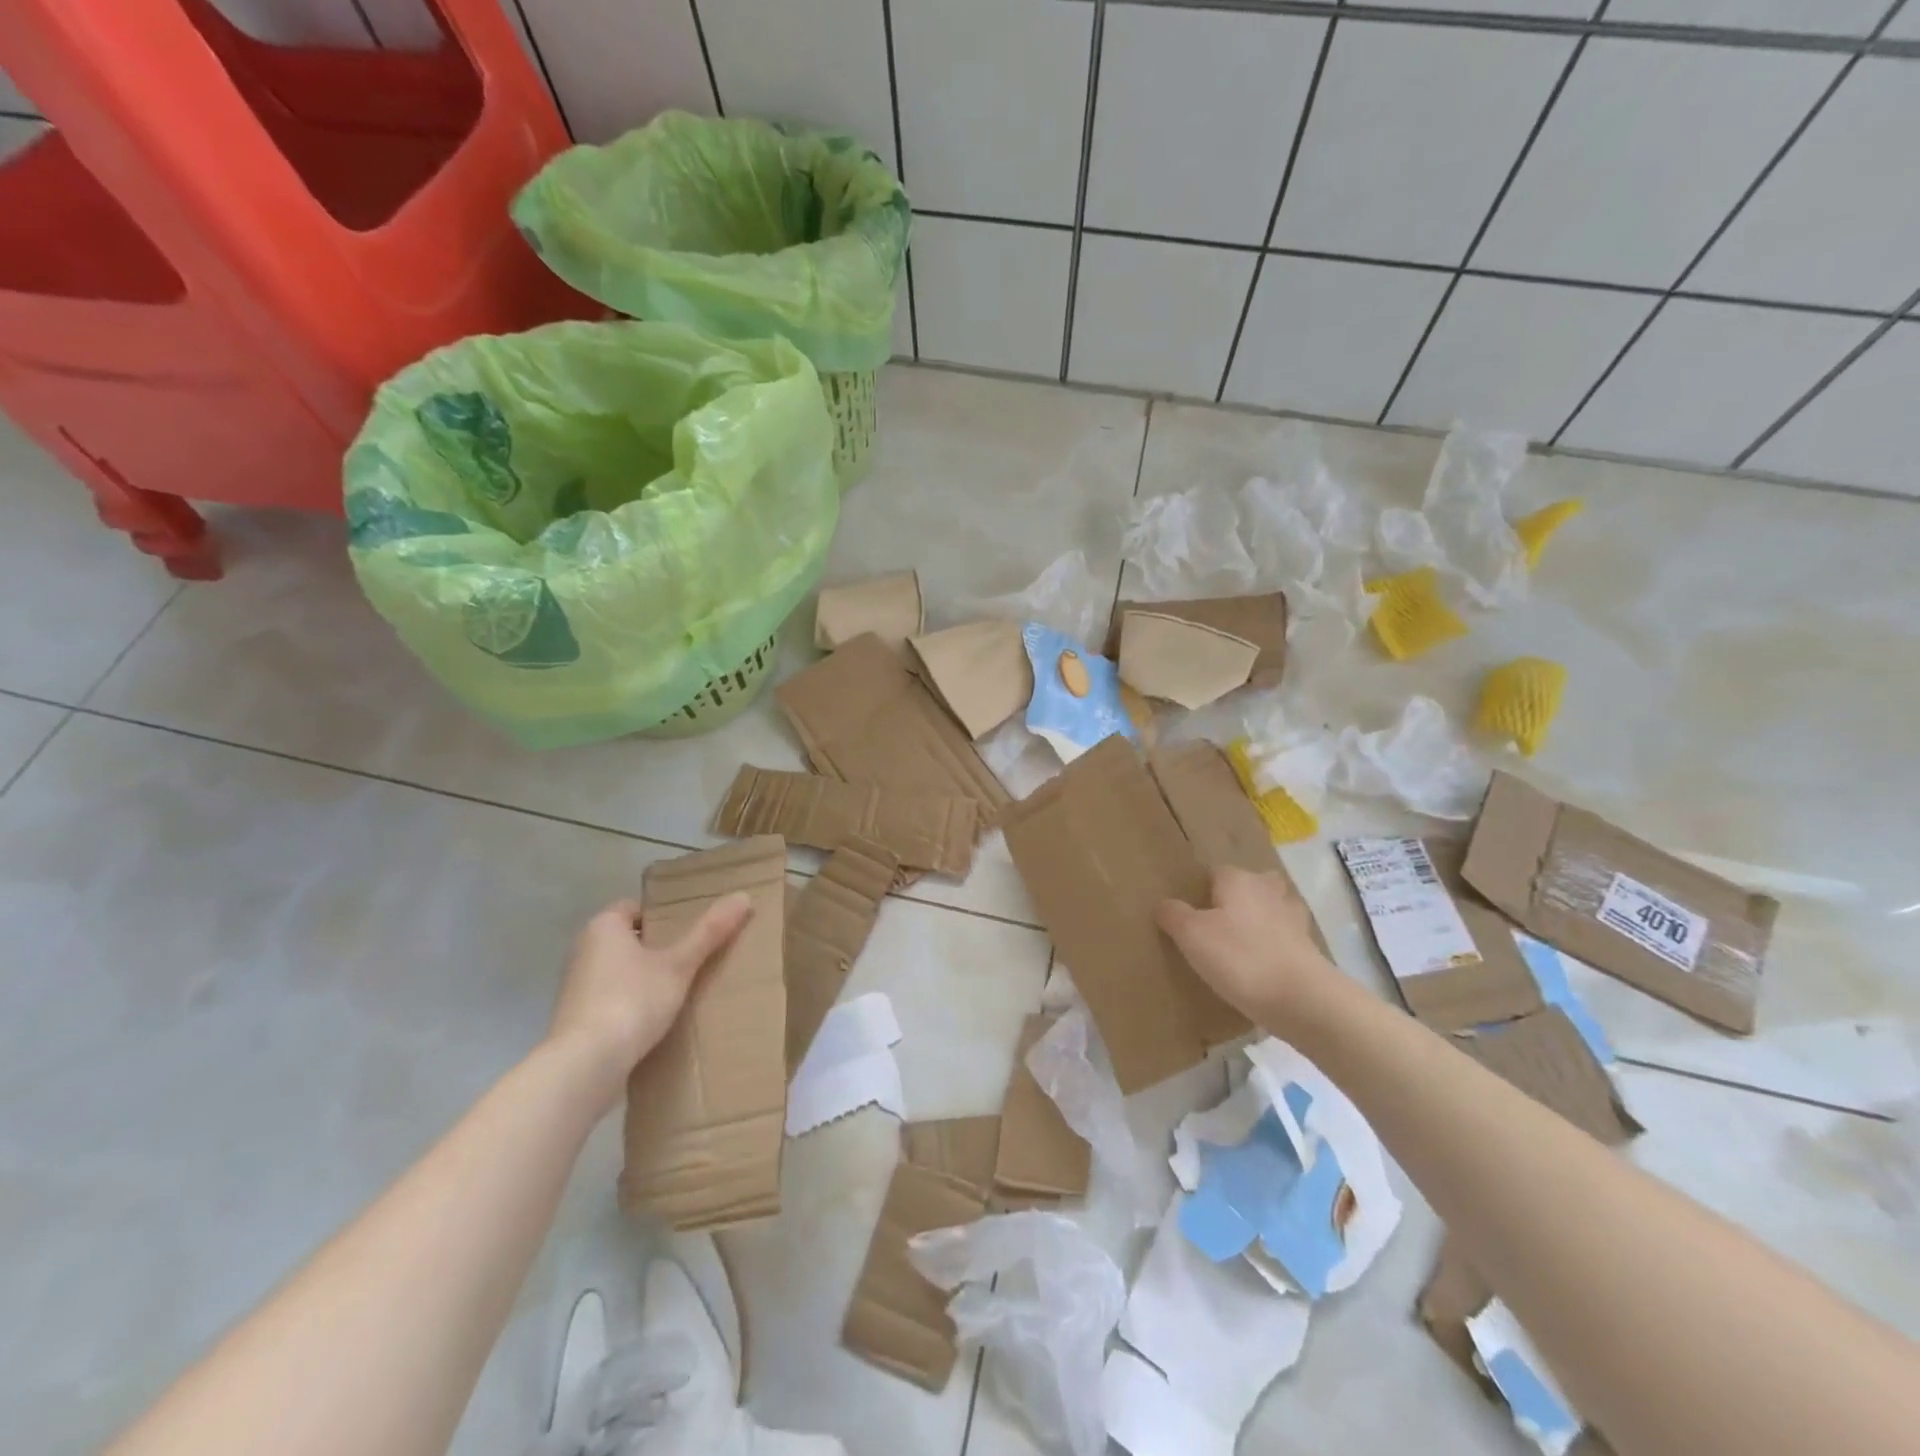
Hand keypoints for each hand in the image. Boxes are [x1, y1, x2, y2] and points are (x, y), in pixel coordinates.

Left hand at [547, 894, 753, 1090]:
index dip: (662, 915)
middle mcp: (582, 950)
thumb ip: (709, 932)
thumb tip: (743, 896)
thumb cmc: (631, 1001)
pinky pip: (610, 1000)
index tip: (690, 929)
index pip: (633, 908)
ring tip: (681, 989)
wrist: (584, 1067)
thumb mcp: (679, 965)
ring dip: (644, 978)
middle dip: (657, 947)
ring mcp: (575, 988)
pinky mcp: (575, 1020)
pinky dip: (630, 1004)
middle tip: (694, 956)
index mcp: (602, 927)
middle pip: (627, 939)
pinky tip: (656, 1020)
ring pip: (618, 971)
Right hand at [1159, 867, 1335, 1028]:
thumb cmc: (1240, 958)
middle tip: (1214, 925)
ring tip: (1237, 946)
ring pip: (1270, 910)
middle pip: (1248, 886)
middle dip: (1235, 900)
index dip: (1200, 890)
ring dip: (1258, 922)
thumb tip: (1165, 904)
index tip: (1189, 913)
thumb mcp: (1191, 936)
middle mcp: (1268, 890)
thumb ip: (1174, 914)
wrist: (1302, 1000)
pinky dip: (1273, 947)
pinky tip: (1260, 967)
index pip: (1214, 872)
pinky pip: (1284, 939)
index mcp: (1239, 880)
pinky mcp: (1309, 948)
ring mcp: (1293, 918)